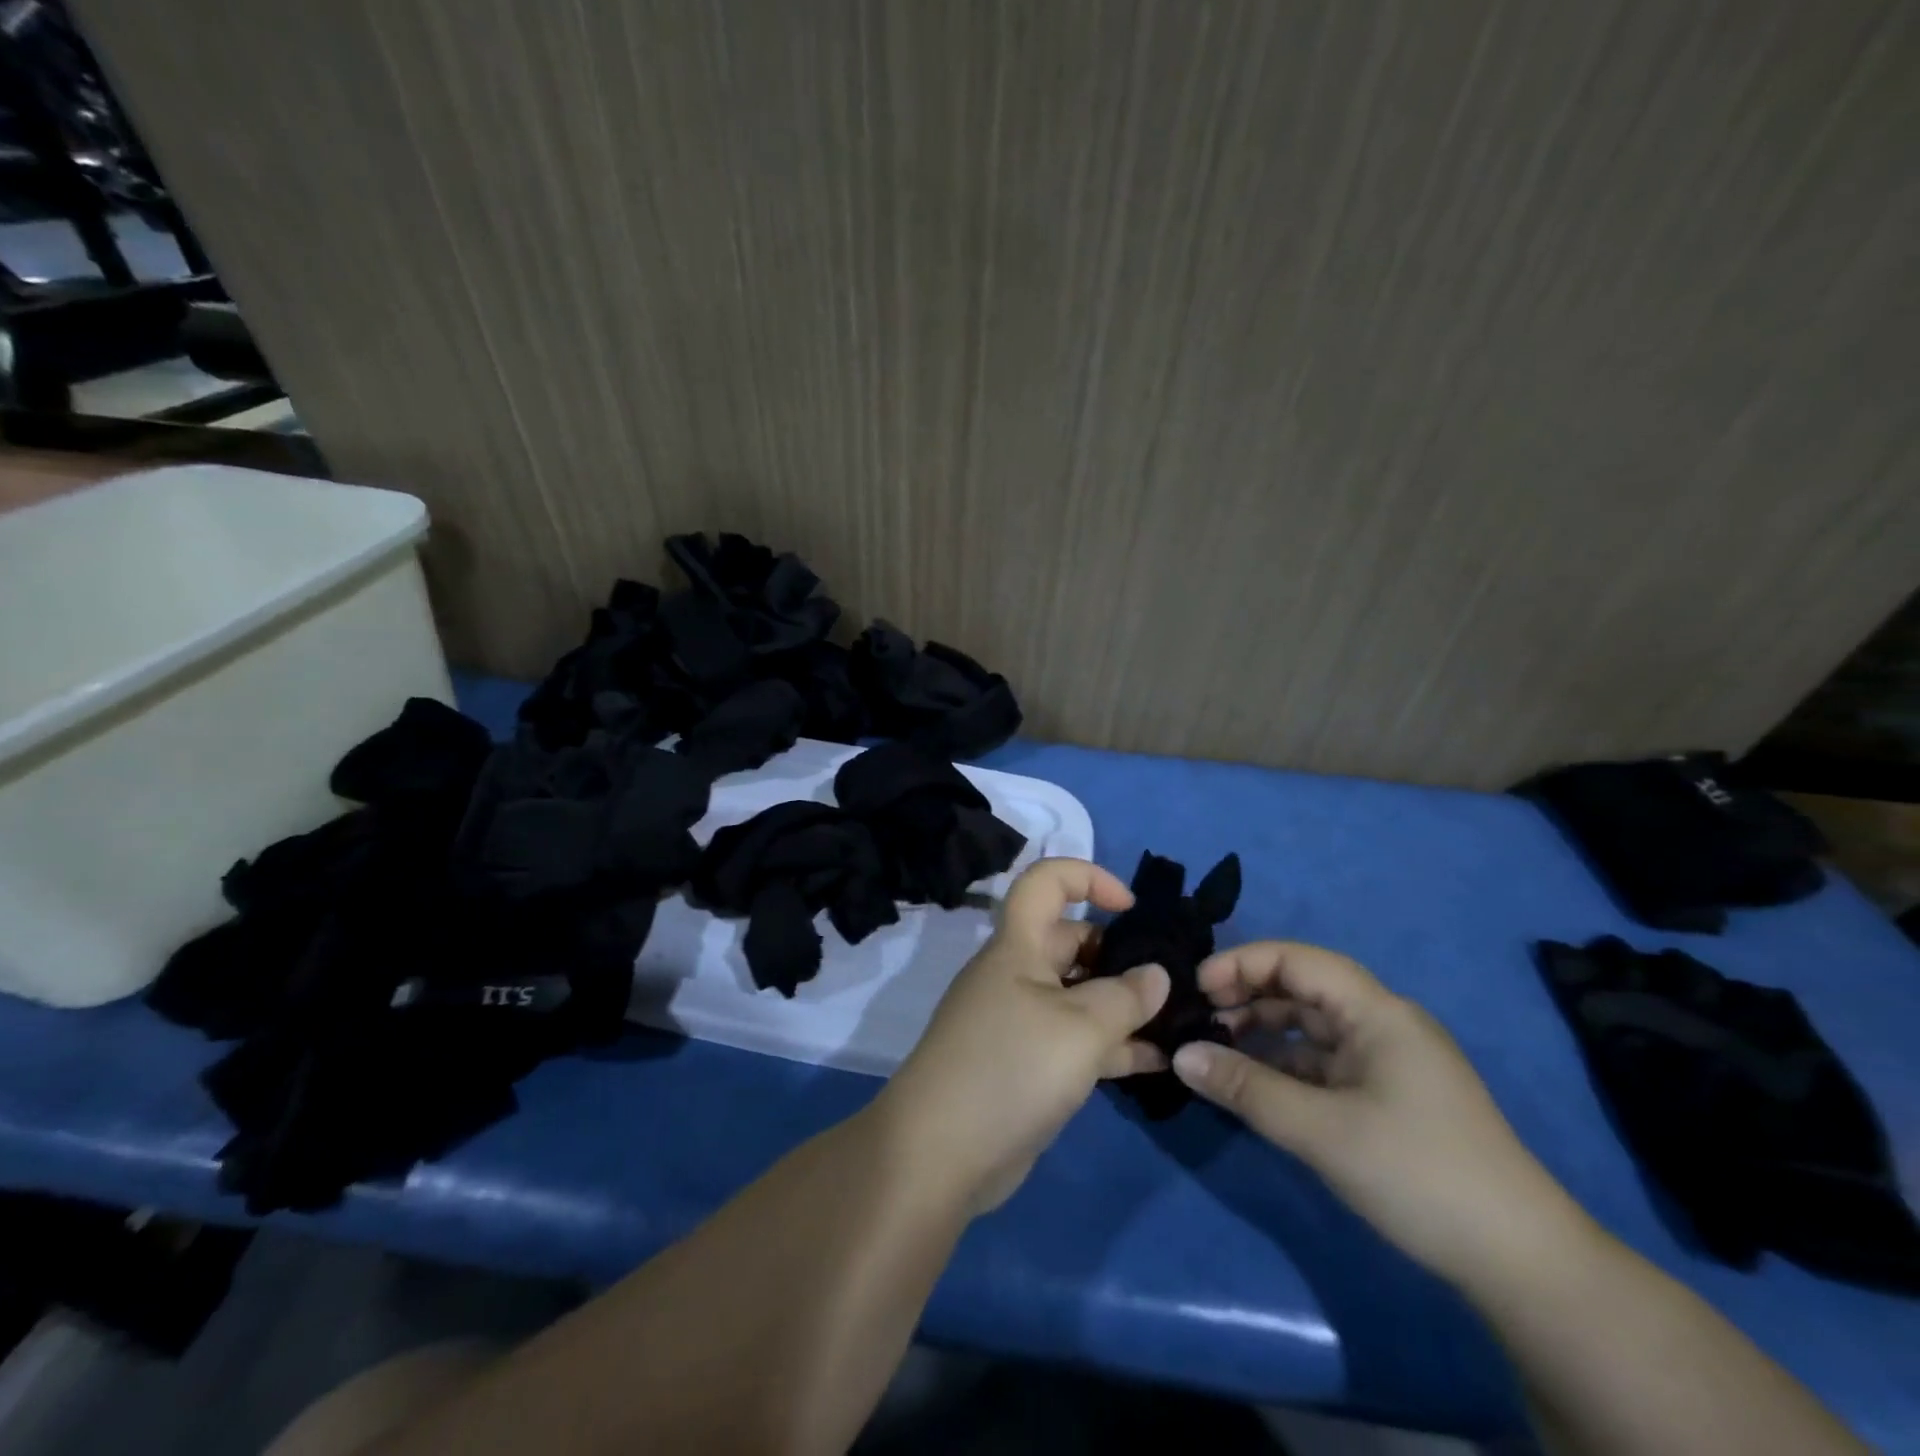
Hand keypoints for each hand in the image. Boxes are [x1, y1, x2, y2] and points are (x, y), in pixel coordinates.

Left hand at [878, 859, 1171, 1215]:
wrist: (940, 1155)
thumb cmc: (1010, 1069)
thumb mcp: (1079, 1029)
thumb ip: (1124, 997)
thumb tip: (1156, 974)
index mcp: (1017, 946)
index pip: (1045, 882)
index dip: (1088, 877)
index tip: (1132, 907)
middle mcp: (1016, 974)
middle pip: (1071, 941)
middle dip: (1120, 954)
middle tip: (1172, 982)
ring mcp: (1020, 1021)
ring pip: (1079, 996)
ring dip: (1123, 1006)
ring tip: (1177, 1022)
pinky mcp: (1026, 1064)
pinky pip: (1076, 1041)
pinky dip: (1112, 1047)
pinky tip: (1156, 1063)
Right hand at [1171, 941, 1597, 1286]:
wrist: (1522, 1264)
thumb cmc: (1418, 1173)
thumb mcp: (1322, 1130)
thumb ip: (1246, 1088)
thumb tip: (1181, 1055)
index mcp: (1377, 1012)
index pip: (1298, 960)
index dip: (1242, 964)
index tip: (1196, 987)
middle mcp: (1383, 1024)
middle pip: (1303, 989)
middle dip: (1247, 995)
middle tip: (1196, 1017)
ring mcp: (1387, 1062)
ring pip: (1311, 1028)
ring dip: (1262, 1032)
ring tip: (1215, 1049)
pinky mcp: (1388, 1097)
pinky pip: (1323, 1063)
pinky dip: (1284, 1066)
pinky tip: (1254, 1084)